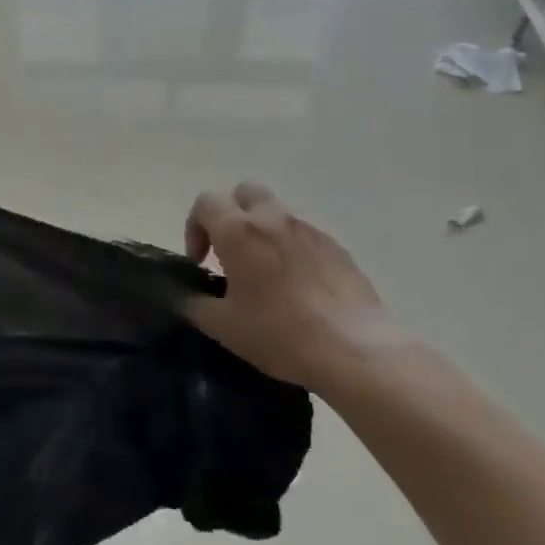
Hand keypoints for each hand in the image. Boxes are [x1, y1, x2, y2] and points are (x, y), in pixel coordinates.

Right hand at [183, 182, 407, 388]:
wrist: (357, 352)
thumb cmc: (280, 334)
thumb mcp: (223, 327)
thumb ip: (195, 304)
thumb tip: (187, 297)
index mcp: (239, 231)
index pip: (205, 202)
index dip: (194, 228)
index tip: (201, 263)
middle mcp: (273, 219)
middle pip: (244, 192)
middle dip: (231, 214)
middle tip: (229, 252)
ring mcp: (310, 229)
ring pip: (277, 211)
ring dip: (262, 229)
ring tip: (264, 272)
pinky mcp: (338, 247)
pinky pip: (304, 233)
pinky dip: (291, 247)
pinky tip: (297, 285)